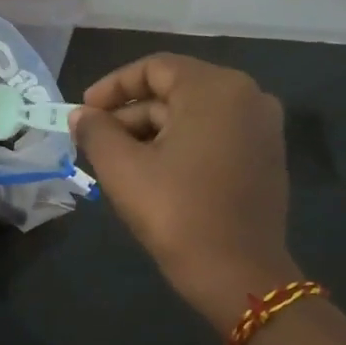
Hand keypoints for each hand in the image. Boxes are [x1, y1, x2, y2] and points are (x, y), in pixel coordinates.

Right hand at [69, 53, 298, 326]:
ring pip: (192, 114)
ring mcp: (262, 128)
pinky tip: (151, 171)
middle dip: (130, 113)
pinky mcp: (265, 157)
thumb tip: (80, 115)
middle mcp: (247, 97)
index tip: (84, 111)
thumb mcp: (122, 168)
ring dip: (150, 131)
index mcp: (215, 89)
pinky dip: (179, 144)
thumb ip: (95, 131)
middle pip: (174, 90)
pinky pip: (213, 134)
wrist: (238, 275)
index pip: (154, 69)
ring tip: (116, 160)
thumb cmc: (176, 212)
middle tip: (94, 140)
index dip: (112, 87)